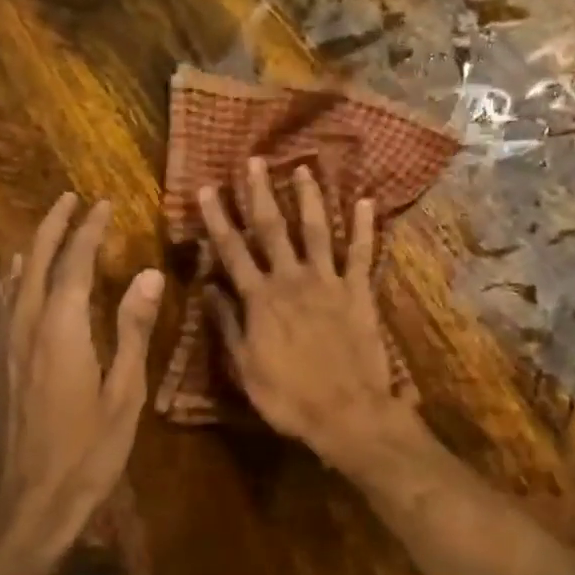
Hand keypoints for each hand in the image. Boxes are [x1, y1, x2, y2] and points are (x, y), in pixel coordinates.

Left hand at [0, 194, 162, 560]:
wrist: (26, 503)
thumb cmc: (87, 452)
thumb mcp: (124, 394)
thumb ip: (133, 330)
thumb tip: (150, 274)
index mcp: (61, 330)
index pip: (74, 264)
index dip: (89, 231)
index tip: (104, 204)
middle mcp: (26, 327)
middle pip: (35, 262)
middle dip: (53, 227)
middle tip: (70, 198)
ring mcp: (5, 346)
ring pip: (14, 280)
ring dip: (32, 247)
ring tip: (47, 225)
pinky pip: (3, 305)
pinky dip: (12, 279)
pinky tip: (11, 277)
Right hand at [198, 158, 418, 469]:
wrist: (347, 412)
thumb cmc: (289, 397)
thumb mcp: (244, 368)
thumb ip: (227, 325)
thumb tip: (207, 289)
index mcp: (260, 299)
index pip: (232, 251)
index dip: (217, 218)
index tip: (207, 189)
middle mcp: (292, 280)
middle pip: (273, 229)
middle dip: (260, 193)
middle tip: (254, 161)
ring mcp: (329, 282)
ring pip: (317, 230)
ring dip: (309, 198)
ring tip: (304, 168)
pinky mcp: (359, 292)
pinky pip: (362, 253)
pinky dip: (365, 226)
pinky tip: (366, 201)